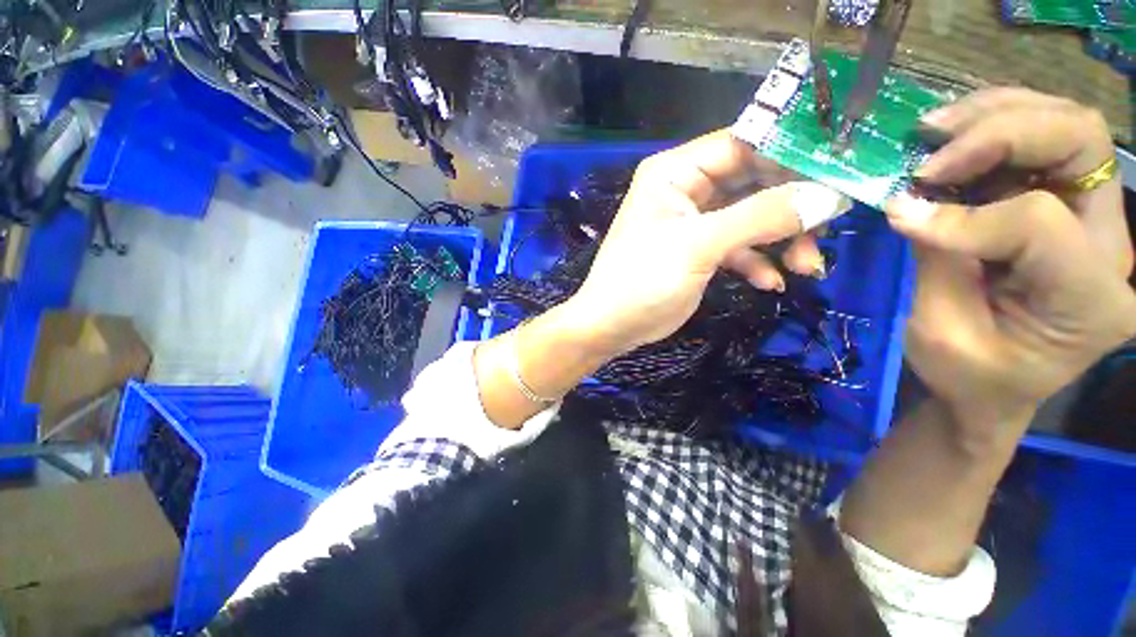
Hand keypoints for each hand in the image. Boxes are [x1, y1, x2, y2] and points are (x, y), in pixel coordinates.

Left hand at [563, 131, 851, 355]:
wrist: (612, 326)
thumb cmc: (642, 281)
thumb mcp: (698, 246)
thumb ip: (761, 218)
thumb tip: (828, 196)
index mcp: (675, 173)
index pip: (743, 144)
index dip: (791, 153)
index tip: (840, 172)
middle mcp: (685, 189)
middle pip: (753, 181)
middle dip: (791, 206)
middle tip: (828, 228)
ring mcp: (693, 222)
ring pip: (751, 216)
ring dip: (781, 239)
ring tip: (805, 267)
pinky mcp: (698, 251)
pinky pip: (738, 246)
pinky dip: (757, 262)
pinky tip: (770, 283)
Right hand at [889, 90, 1135, 439]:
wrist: (994, 388)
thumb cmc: (968, 377)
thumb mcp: (941, 333)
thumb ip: (936, 261)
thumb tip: (906, 203)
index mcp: (1089, 300)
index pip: (1041, 223)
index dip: (965, 217)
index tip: (901, 218)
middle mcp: (1109, 246)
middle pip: (1080, 141)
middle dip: (1000, 131)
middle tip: (930, 149)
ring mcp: (1094, 218)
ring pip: (1067, 124)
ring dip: (996, 114)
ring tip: (934, 130)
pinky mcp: (1066, 206)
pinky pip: (1044, 139)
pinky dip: (995, 125)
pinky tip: (953, 138)